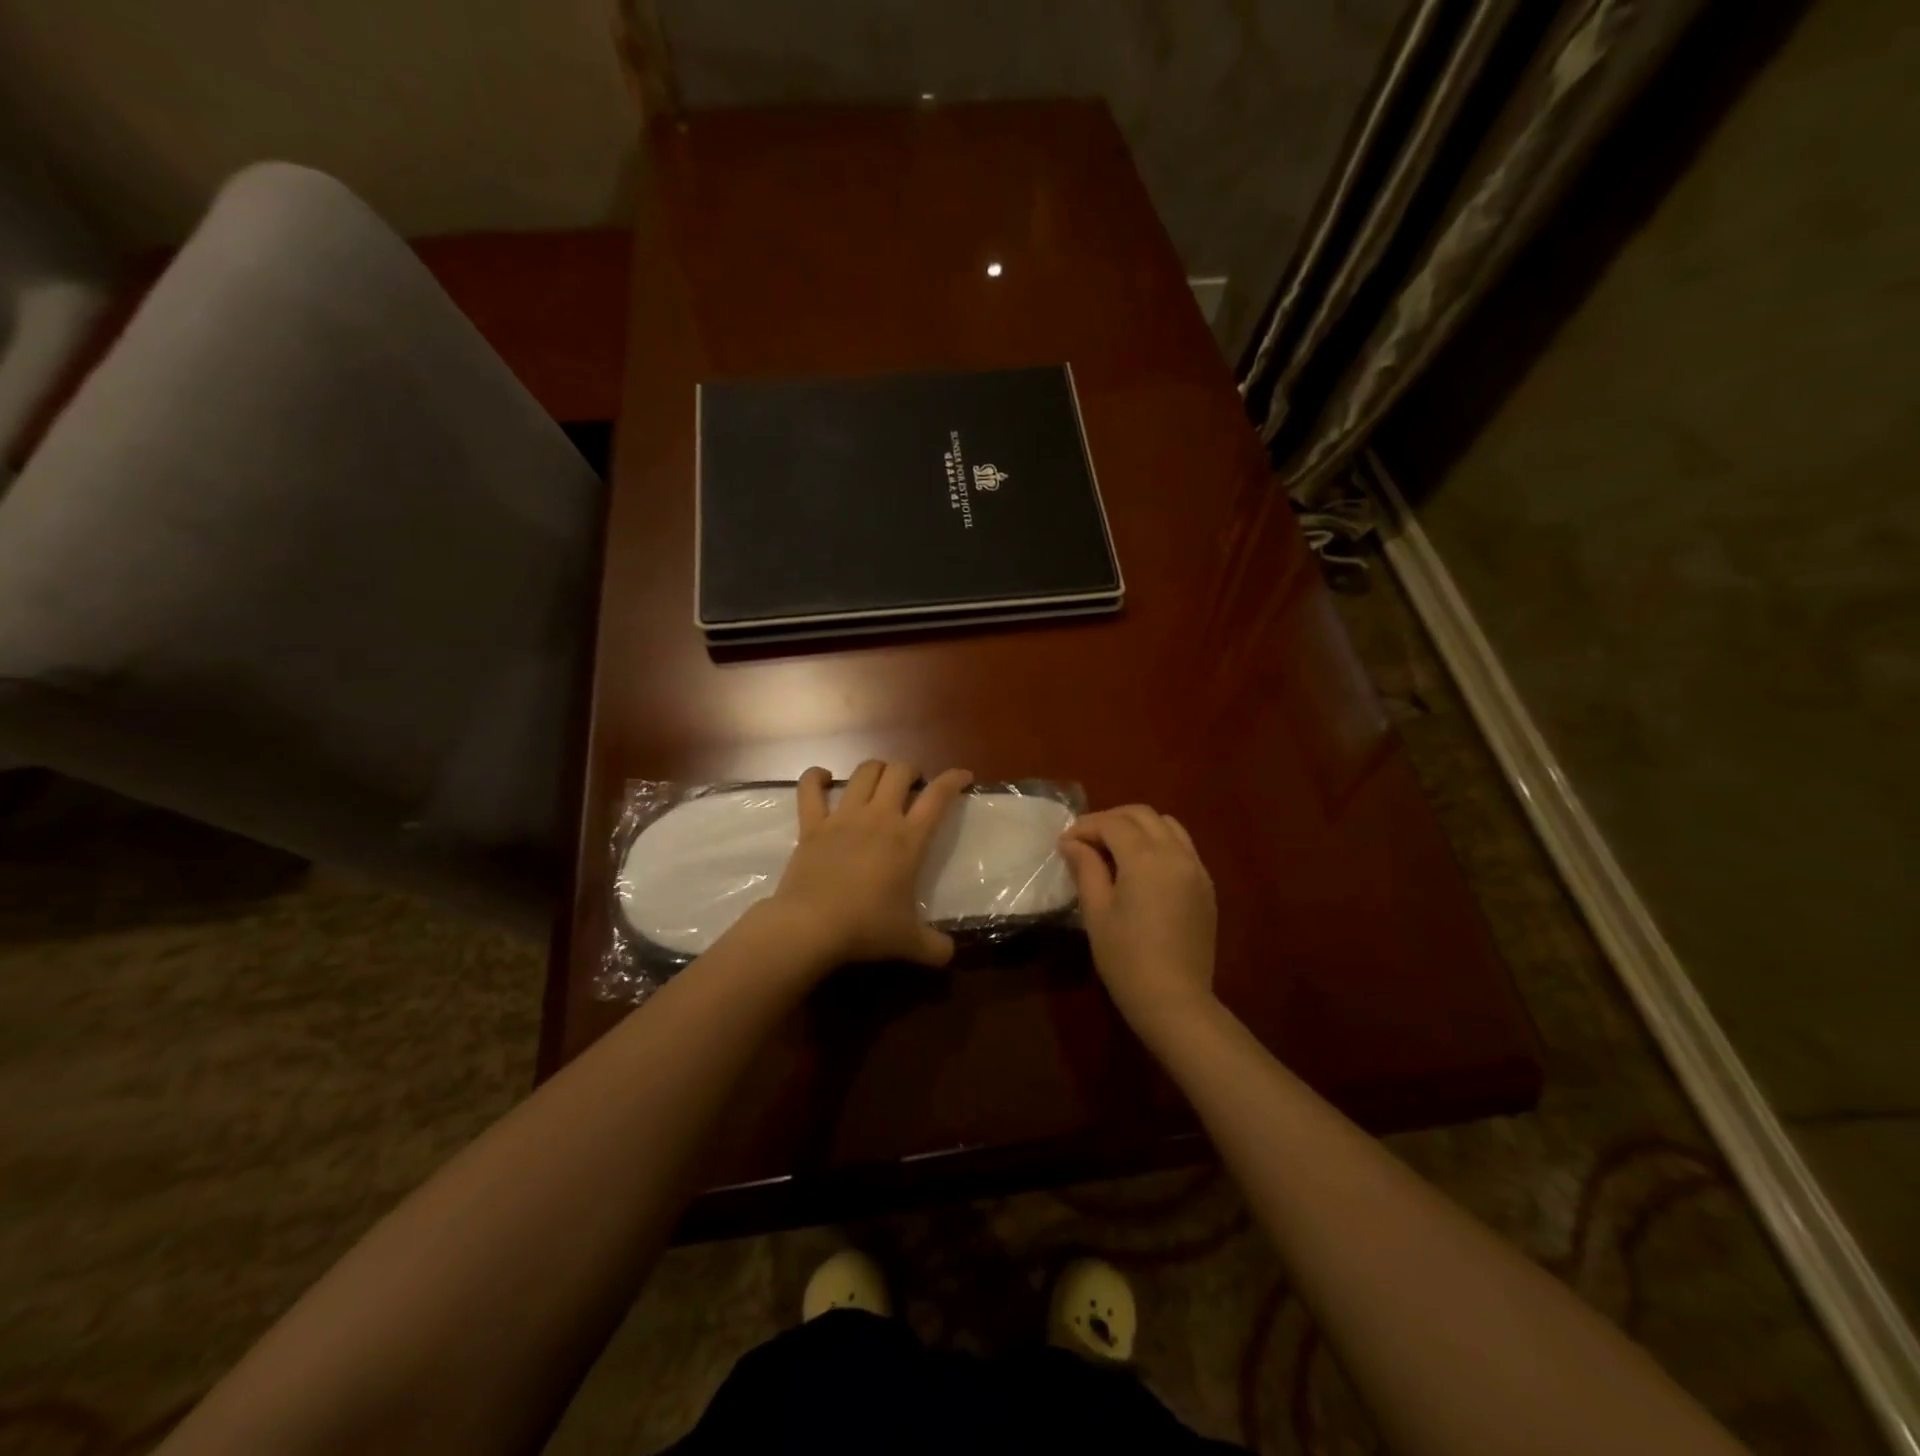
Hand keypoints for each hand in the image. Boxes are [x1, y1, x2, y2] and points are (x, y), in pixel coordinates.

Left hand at [762, 760, 972, 969]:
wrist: (810, 927)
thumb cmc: (866, 928)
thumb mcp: (909, 942)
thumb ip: (935, 947)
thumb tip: (950, 954)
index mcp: (908, 839)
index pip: (938, 796)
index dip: (953, 779)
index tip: (963, 776)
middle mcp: (879, 817)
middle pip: (899, 771)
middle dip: (911, 771)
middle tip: (914, 787)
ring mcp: (843, 817)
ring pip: (864, 772)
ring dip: (876, 770)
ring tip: (880, 781)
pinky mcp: (811, 824)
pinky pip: (810, 788)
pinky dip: (815, 777)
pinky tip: (824, 778)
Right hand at [1058, 805, 1217, 1029]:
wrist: (1174, 1000)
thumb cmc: (1126, 959)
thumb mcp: (1096, 912)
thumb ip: (1086, 868)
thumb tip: (1072, 843)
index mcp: (1146, 858)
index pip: (1113, 824)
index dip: (1086, 827)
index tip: (1065, 843)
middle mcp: (1176, 854)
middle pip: (1142, 815)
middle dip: (1111, 820)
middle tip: (1086, 841)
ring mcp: (1196, 869)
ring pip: (1168, 826)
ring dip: (1138, 827)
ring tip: (1114, 849)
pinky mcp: (1206, 887)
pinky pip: (1183, 848)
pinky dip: (1160, 844)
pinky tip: (1142, 869)